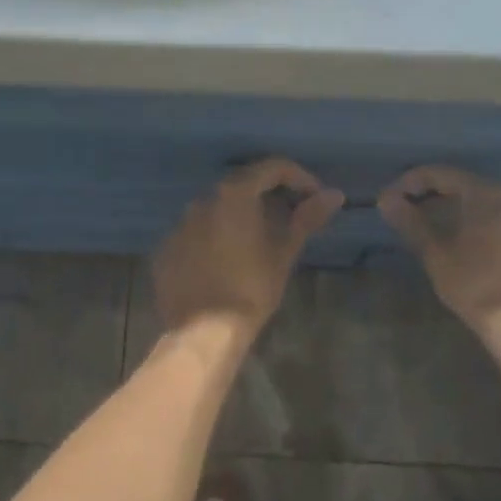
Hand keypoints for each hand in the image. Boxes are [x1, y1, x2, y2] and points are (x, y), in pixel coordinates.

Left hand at [153, 159, 343, 341]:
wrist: (204, 332)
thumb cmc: (251, 288)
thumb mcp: (283, 253)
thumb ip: (307, 218)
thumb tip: (334, 195)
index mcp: (233, 195)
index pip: (272, 168)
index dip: (299, 178)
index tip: (315, 198)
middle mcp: (201, 200)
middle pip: (241, 185)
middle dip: (268, 196)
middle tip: (290, 218)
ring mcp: (178, 225)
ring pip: (215, 210)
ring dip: (238, 218)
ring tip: (257, 243)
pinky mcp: (166, 250)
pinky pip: (195, 234)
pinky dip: (213, 240)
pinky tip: (225, 264)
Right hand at [380, 166, 500, 336]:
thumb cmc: (476, 285)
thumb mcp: (437, 256)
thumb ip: (412, 223)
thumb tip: (387, 200)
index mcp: (487, 196)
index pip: (441, 175)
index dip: (410, 183)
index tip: (390, 201)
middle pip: (471, 191)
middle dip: (439, 201)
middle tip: (415, 218)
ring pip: (496, 216)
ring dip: (469, 222)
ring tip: (447, 243)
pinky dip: (494, 243)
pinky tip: (484, 266)